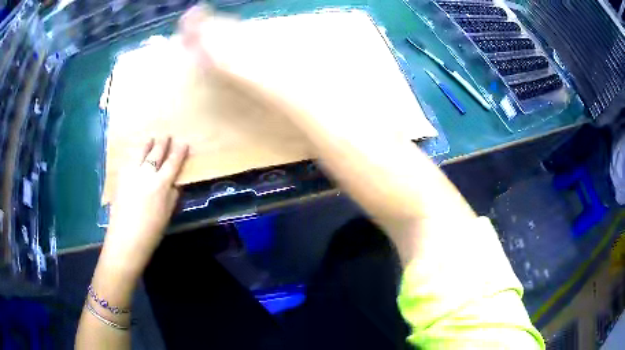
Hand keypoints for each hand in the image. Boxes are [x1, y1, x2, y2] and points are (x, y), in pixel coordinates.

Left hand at [99, 137, 188, 279]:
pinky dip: (134, 155)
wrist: (125, 239)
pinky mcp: (120, 178)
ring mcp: (131, 174)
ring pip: (140, 153)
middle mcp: (145, 174)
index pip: (172, 163)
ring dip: (147, 145)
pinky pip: (129, 160)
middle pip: (155, 154)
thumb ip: (173, 195)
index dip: (179, 152)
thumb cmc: (151, 231)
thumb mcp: (168, 214)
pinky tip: (135, 154)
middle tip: (166, 135)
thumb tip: (174, 183)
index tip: (183, 143)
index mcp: (161, 184)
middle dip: (162, 144)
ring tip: (150, 138)